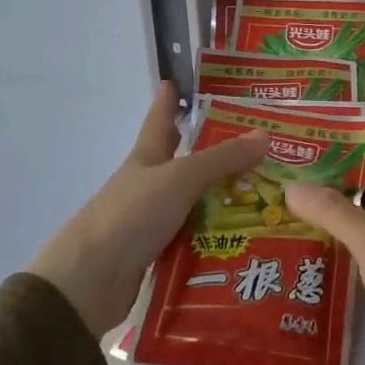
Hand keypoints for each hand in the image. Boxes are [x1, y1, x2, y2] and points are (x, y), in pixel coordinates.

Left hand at [30, 82, 267, 337]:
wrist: (90, 283)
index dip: (169, 100)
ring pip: (199, 203)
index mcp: (147, 158)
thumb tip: (265, 134)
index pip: (160, 120)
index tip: (180, 82)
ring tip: (274, 196)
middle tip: (263, 146)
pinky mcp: (162, 254)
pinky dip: (221, 237)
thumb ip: (222, 159)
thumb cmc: (130, 216)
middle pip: (188, 163)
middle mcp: (151, 186)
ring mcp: (155, 221)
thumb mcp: (180, 179)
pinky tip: (251, 238)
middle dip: (220, 154)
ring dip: (229, 200)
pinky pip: (199, 239)